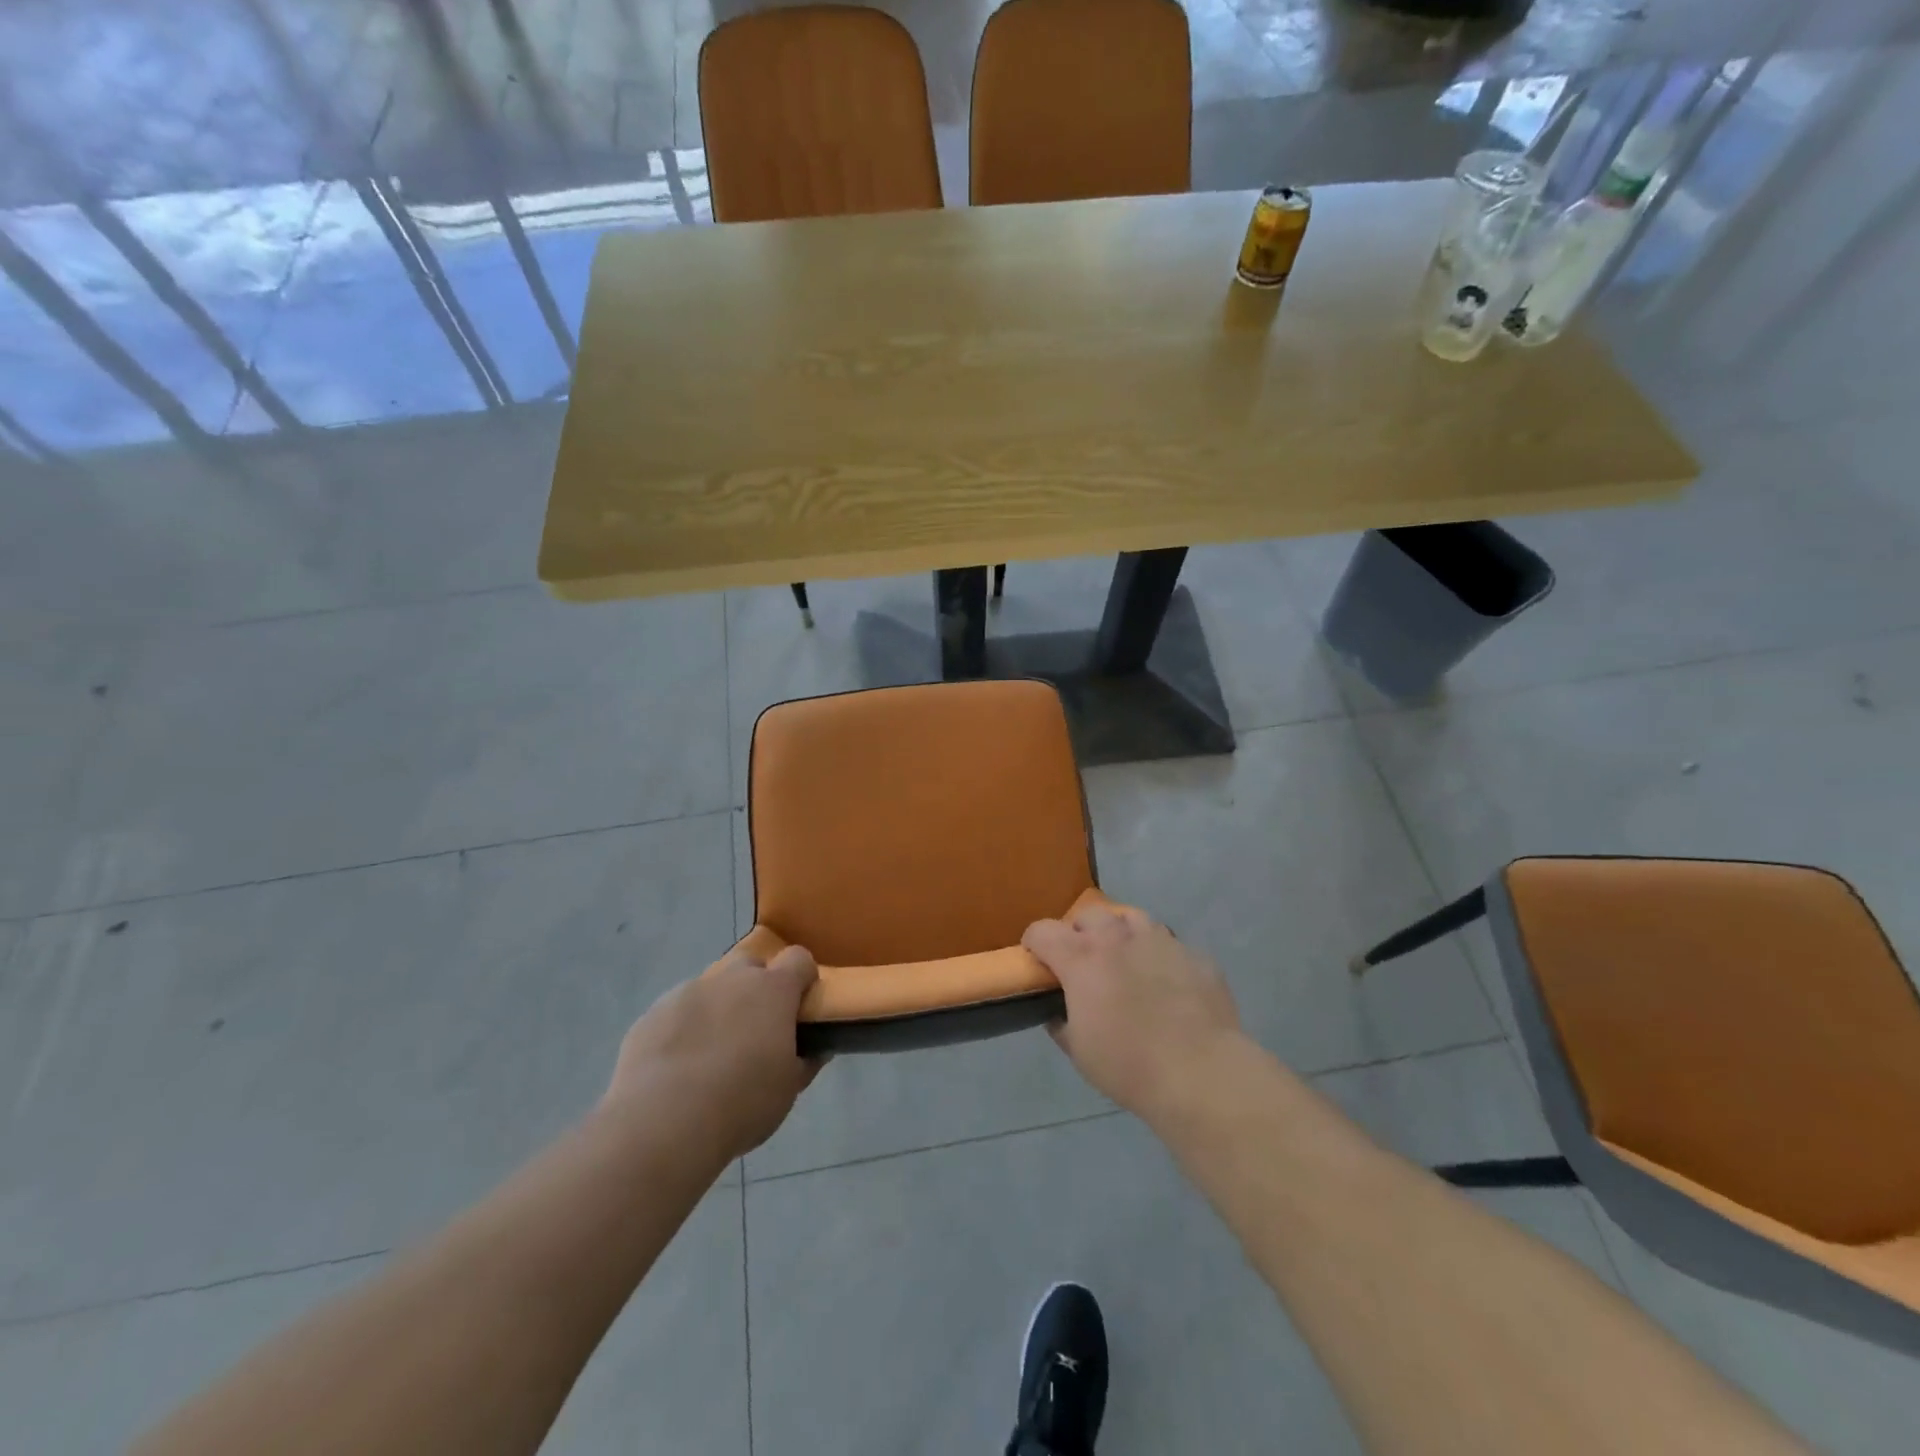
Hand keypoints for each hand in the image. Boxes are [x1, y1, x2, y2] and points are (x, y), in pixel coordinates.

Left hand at [605, 945, 821, 1160]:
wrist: (662, 1124)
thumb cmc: (742, 1102)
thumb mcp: (789, 1088)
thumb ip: (805, 1061)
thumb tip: (815, 1049)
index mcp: (772, 989)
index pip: (799, 959)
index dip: (803, 978)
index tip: (800, 1007)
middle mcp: (731, 979)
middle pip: (751, 965)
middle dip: (756, 988)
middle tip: (755, 1031)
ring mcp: (688, 992)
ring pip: (712, 989)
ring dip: (718, 1009)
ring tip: (711, 1055)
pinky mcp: (652, 1014)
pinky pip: (677, 1012)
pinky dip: (683, 1029)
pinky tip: (677, 1068)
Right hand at [1023, 903, 1242, 1120]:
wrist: (1201, 1072)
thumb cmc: (1128, 1065)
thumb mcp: (1079, 1052)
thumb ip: (1062, 1023)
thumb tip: (1058, 1014)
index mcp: (1082, 958)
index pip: (1043, 931)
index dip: (1034, 943)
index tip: (1037, 960)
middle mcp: (1118, 938)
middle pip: (1089, 914)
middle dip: (1079, 932)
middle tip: (1083, 961)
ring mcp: (1161, 941)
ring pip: (1132, 918)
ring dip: (1120, 934)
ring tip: (1125, 961)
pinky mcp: (1195, 956)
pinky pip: (1170, 946)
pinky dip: (1160, 958)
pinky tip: (1167, 986)